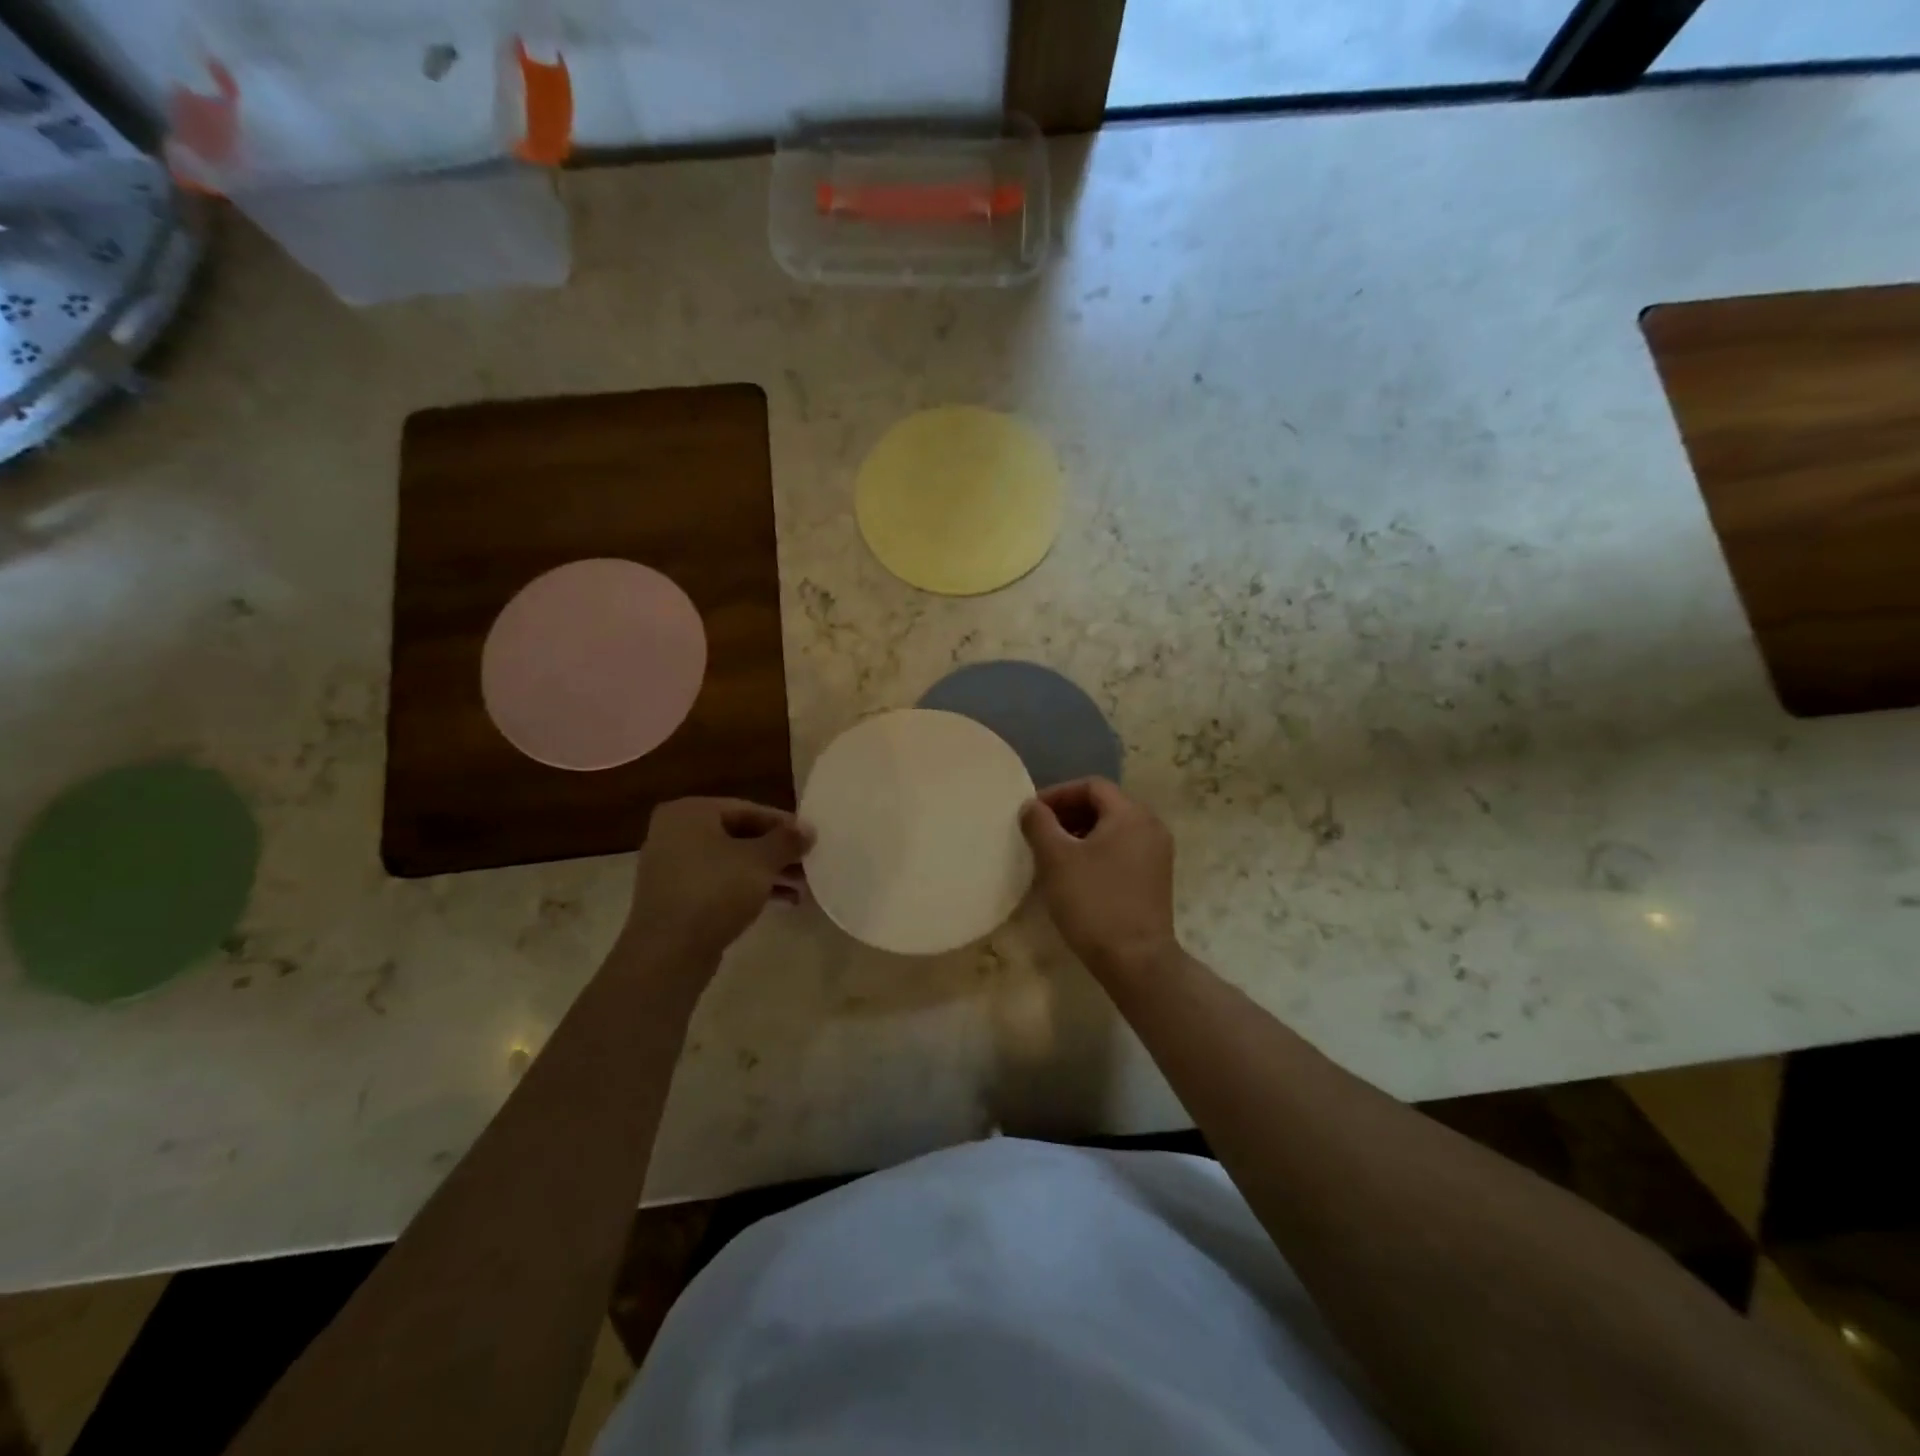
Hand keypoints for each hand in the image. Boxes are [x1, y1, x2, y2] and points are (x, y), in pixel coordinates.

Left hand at [623, 798, 813, 966]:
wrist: (668, 953)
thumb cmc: (715, 891)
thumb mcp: (761, 861)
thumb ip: (787, 840)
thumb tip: (808, 828)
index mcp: (690, 812)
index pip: (748, 809)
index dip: (784, 824)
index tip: (810, 839)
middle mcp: (675, 832)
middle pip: (739, 835)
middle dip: (777, 852)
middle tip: (809, 864)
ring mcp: (672, 867)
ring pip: (731, 862)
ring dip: (768, 872)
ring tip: (802, 887)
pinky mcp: (676, 898)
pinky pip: (719, 883)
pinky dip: (748, 888)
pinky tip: (783, 901)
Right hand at [1020, 778, 1181, 982]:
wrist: (1136, 961)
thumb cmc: (1093, 902)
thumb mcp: (1056, 859)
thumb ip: (1040, 824)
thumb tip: (1031, 806)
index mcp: (1131, 815)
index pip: (1092, 786)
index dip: (1058, 794)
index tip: (1032, 813)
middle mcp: (1151, 827)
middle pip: (1104, 806)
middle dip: (1068, 814)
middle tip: (1038, 832)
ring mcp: (1157, 854)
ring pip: (1112, 829)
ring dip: (1080, 833)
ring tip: (1051, 853)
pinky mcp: (1155, 878)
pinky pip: (1122, 850)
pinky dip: (1096, 852)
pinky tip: (1074, 873)